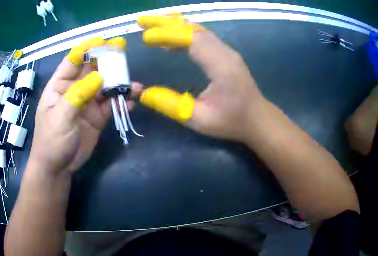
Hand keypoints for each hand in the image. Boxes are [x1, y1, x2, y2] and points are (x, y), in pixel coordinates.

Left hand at [29, 37, 142, 174]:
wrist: (59, 167)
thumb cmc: (51, 140)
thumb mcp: (60, 117)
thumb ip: (78, 95)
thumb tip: (99, 77)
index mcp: (60, 86)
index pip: (73, 61)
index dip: (86, 50)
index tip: (102, 41)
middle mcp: (75, 90)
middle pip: (93, 70)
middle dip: (107, 62)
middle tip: (124, 54)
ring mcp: (88, 103)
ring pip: (106, 88)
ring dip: (120, 85)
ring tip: (134, 87)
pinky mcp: (98, 117)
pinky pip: (112, 106)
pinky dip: (121, 103)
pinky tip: (131, 103)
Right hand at [138, 15, 264, 141]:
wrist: (258, 118)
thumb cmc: (232, 121)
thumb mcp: (200, 120)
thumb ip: (172, 106)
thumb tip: (145, 94)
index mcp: (221, 67)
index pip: (192, 40)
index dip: (167, 35)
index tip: (146, 37)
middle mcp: (225, 53)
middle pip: (193, 29)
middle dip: (166, 23)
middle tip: (142, 21)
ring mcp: (227, 51)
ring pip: (198, 29)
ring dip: (174, 25)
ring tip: (152, 26)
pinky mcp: (226, 53)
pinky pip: (203, 36)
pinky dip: (185, 32)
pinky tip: (172, 38)